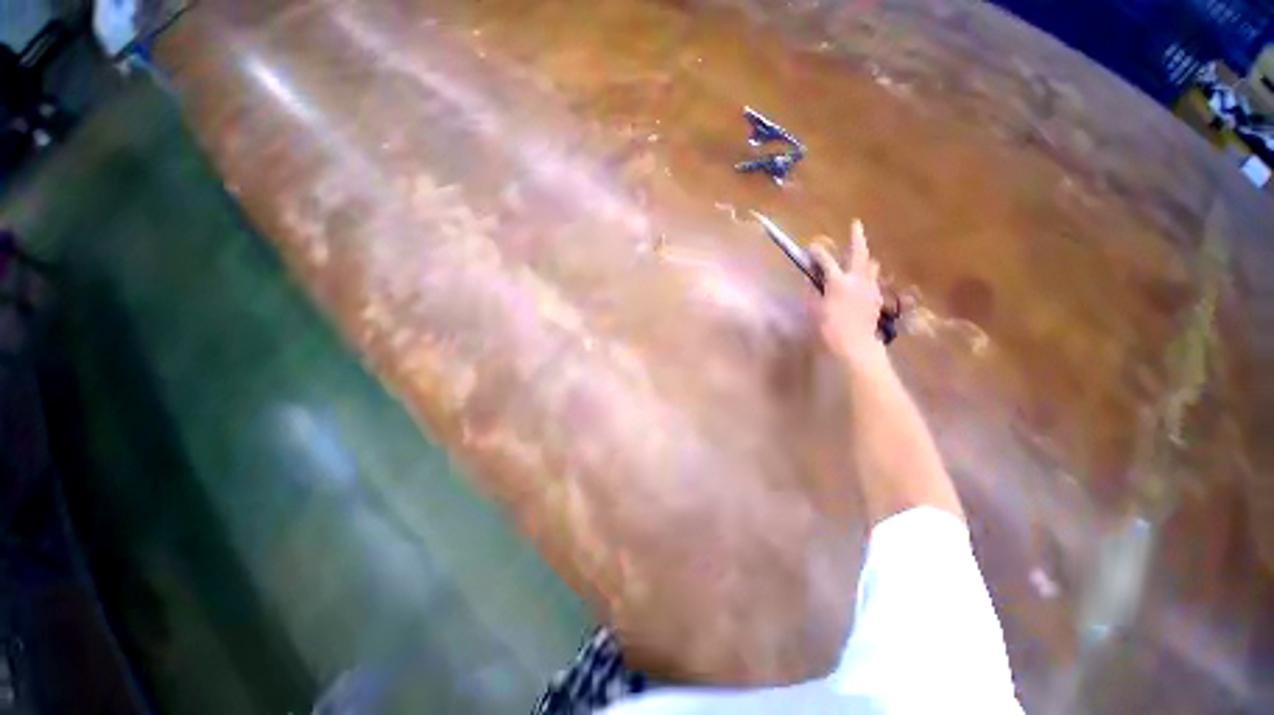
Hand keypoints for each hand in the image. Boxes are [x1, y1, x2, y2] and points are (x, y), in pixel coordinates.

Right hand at [809, 220, 885, 365]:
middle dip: (857, 237)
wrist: (855, 345)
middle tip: (856, 224)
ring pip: (871, 264)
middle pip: (859, 252)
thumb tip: (810, 278)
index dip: (817, 251)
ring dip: (864, 258)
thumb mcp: (813, 309)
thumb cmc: (828, 328)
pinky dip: (866, 275)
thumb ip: (812, 291)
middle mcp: (857, 279)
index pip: (826, 260)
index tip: (811, 247)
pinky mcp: (877, 297)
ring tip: (857, 258)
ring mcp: (870, 287)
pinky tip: (860, 282)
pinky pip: (873, 279)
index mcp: (838, 282)